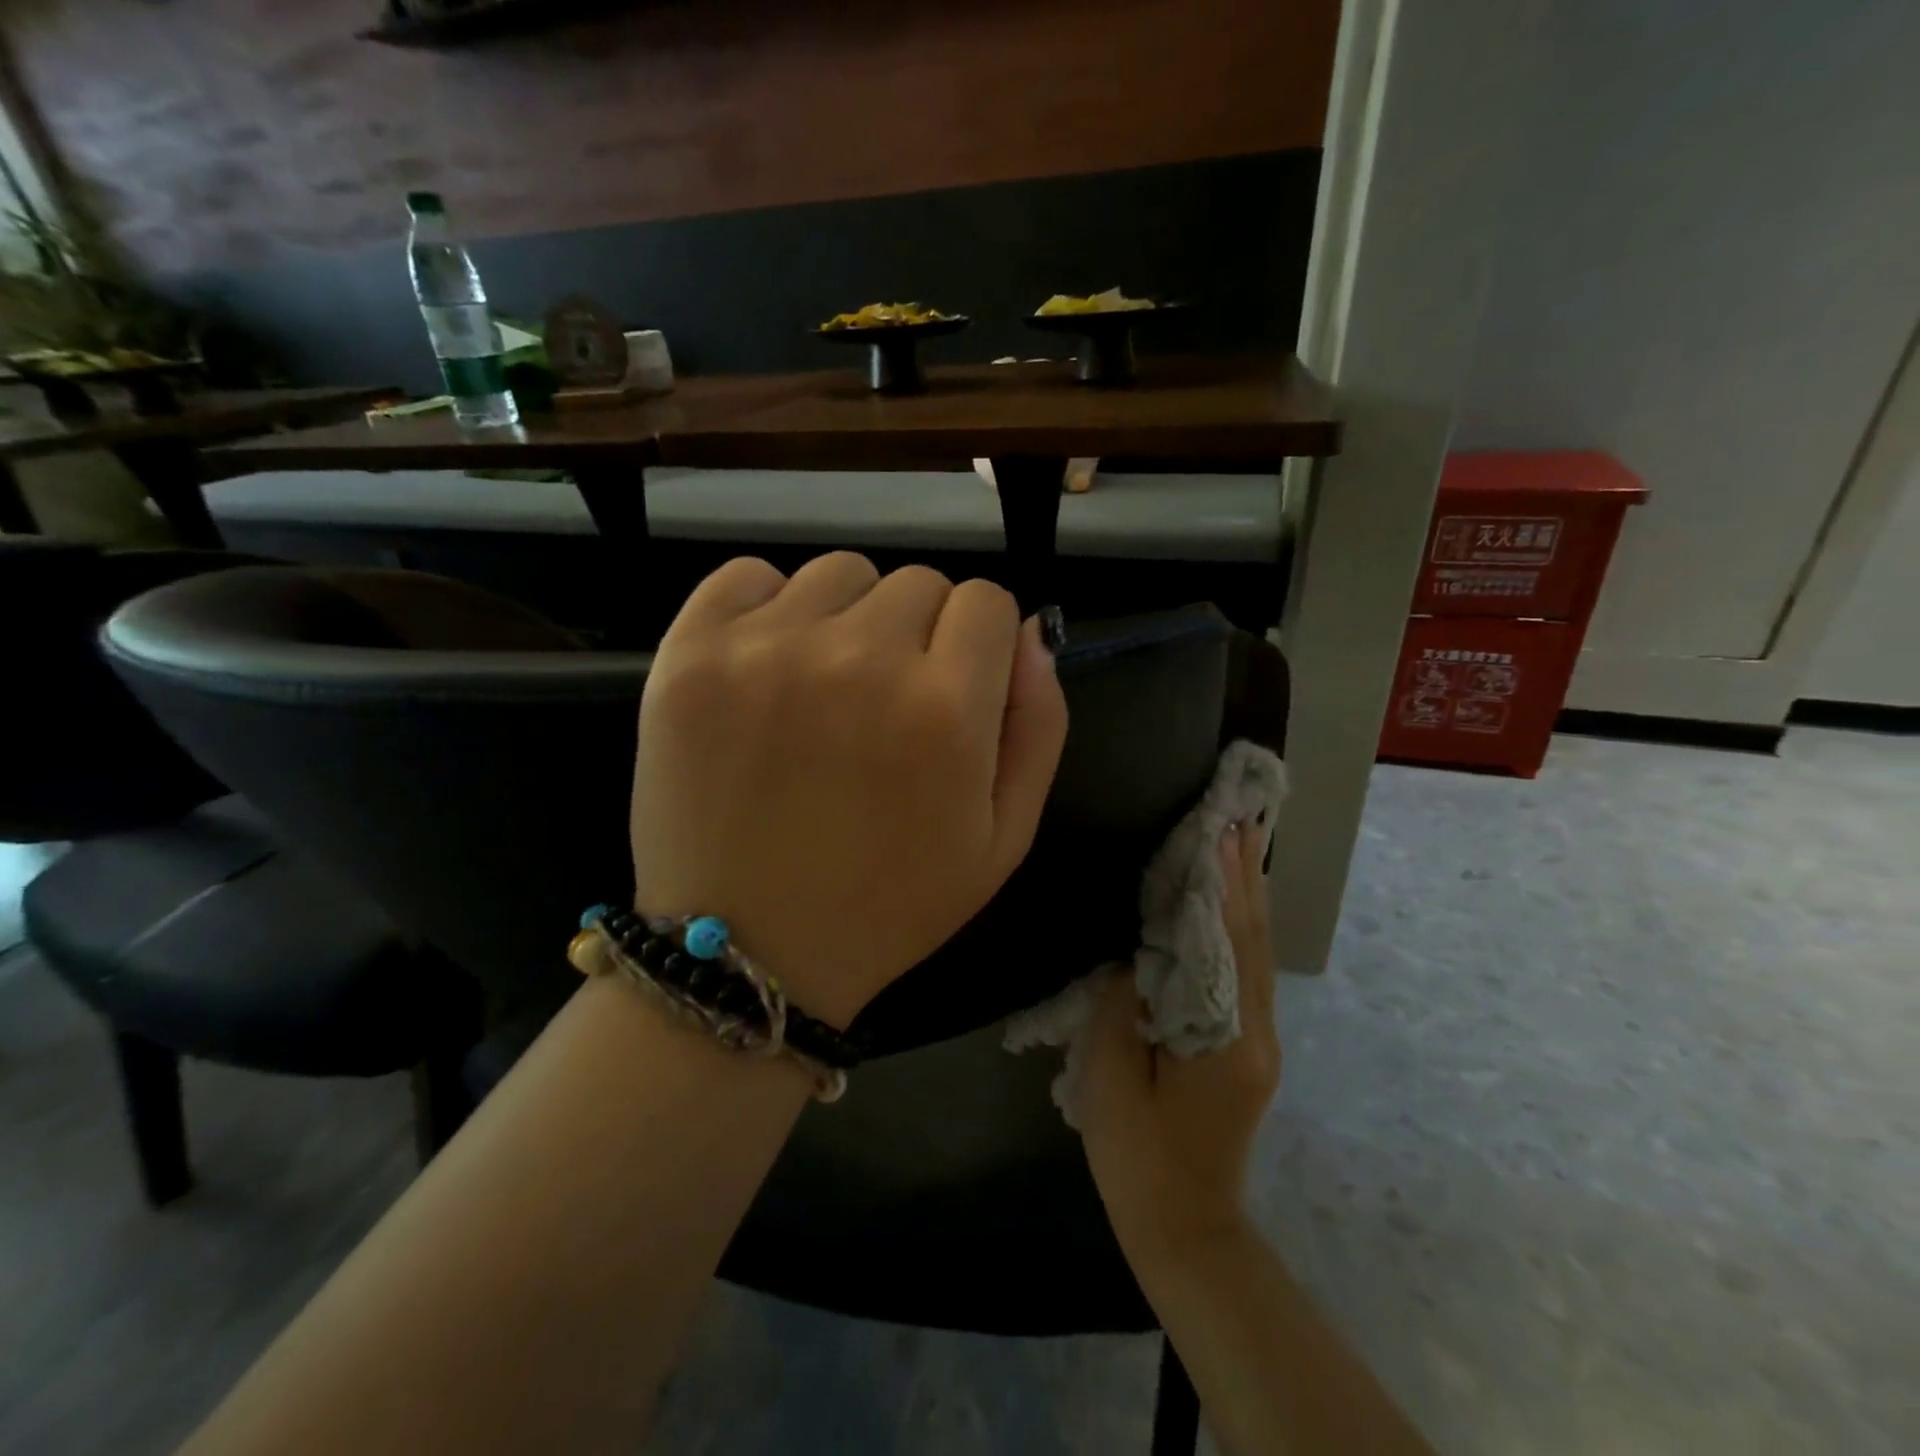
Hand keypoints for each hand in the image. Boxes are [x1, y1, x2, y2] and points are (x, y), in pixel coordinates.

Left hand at [629, 553, 1067, 1026]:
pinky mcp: (689, 652)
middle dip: (921, 635)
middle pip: (918, 583)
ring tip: (826, 691)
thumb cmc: (890, 904)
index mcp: (943, 709)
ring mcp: (764, 649)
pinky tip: (767, 669)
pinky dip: (769, 608)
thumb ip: (1038, 726)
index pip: (987, 602)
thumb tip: (1031, 632)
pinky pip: (749, 576)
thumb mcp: (1003, 839)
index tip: (954, 689)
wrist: (747, 952)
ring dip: (850, 619)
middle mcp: (857, 659)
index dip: (979, 645)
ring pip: (841, 574)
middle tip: (886, 707)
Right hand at [1076, 819, 1279, 1265]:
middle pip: (1253, 941)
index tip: (1220, 830)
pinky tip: (1226, 910)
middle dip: (1244, 877)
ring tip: (1237, 847)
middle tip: (1237, 819)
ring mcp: (1258, 1043)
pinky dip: (1239, 931)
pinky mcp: (1247, 1050)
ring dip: (1245, 899)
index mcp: (1226, 1039)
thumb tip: (1134, 954)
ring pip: (1255, 956)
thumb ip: (1120, 1006)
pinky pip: (1244, 975)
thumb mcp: (1111, 1079)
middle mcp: (1257, 1033)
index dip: (1224, 884)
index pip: (1228, 943)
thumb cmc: (1139, 1158)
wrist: (1184, 1230)